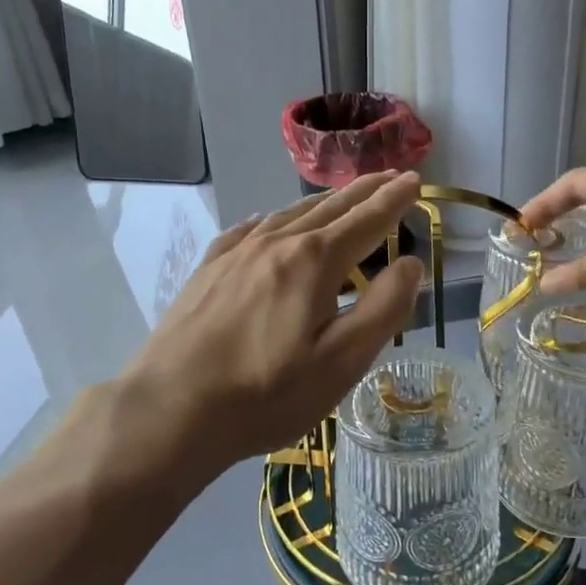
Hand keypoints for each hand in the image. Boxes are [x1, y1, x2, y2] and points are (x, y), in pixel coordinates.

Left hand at [114, 172, 425, 486]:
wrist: (171, 409)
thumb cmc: (266, 393)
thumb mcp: (340, 362)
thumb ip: (382, 309)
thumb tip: (410, 264)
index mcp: (313, 261)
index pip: (366, 221)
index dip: (393, 200)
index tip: (414, 181)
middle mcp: (275, 242)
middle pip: (329, 208)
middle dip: (364, 191)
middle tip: (390, 175)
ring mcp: (236, 254)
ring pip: (289, 214)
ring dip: (323, 202)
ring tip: (341, 196)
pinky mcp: (208, 270)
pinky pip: (247, 230)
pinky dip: (272, 219)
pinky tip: (268, 221)